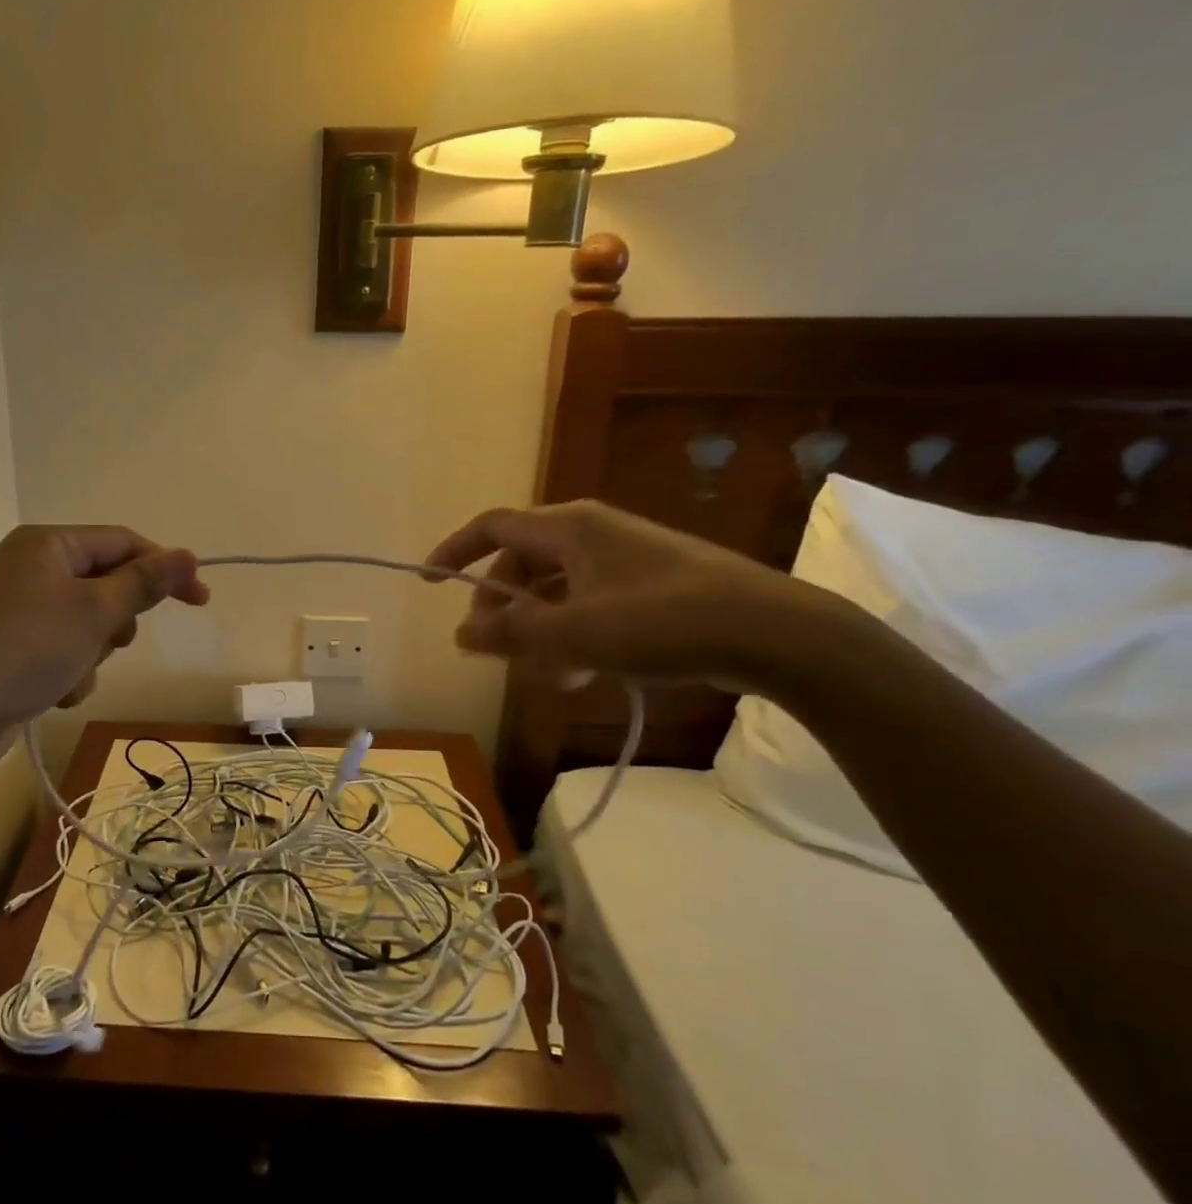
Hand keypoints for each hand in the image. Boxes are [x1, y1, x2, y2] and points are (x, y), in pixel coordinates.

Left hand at [0, 526, 209, 767]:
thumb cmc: (24, 649)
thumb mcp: (94, 612)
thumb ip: (144, 583)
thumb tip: (188, 554)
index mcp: (48, 544)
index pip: (123, 543)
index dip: (165, 568)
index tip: (200, 600)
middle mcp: (32, 569)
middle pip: (105, 585)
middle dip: (116, 620)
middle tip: (114, 641)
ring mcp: (19, 610)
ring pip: (87, 624)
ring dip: (92, 653)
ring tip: (71, 672)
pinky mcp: (12, 648)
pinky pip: (62, 651)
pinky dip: (67, 672)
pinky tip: (51, 693)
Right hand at [426, 500, 838, 689]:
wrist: (774, 632)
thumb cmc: (662, 622)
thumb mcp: (573, 634)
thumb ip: (509, 634)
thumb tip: (460, 634)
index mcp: (568, 528)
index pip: (491, 527)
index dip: (454, 551)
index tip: (429, 582)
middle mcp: (591, 533)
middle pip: (521, 564)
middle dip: (501, 608)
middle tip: (495, 649)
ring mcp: (623, 558)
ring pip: (555, 590)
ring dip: (539, 631)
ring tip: (548, 676)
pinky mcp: (649, 584)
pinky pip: (589, 604)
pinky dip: (573, 635)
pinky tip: (583, 675)